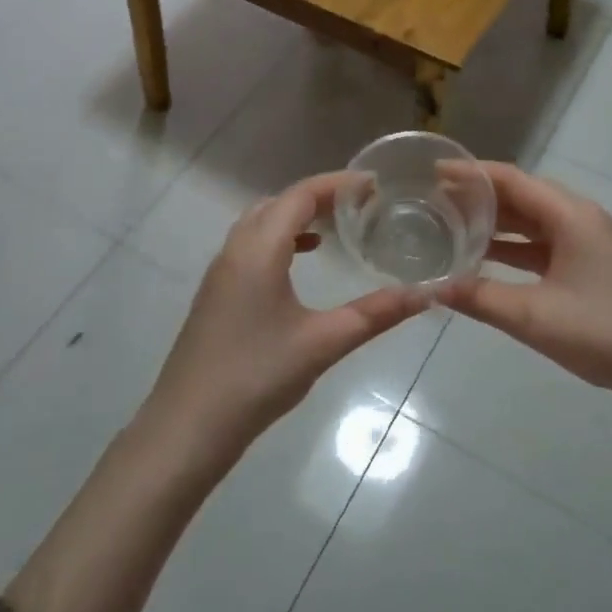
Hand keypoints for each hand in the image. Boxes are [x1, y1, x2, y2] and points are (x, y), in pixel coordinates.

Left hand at [141, 172, 423, 462]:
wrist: (187, 428)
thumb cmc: (256, 377)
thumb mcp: (324, 343)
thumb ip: (375, 314)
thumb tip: (425, 294)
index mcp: (259, 250)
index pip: (300, 195)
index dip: (338, 184)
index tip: (374, 184)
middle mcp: (235, 250)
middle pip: (278, 203)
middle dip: (319, 195)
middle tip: (360, 203)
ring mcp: (220, 272)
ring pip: (260, 223)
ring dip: (296, 216)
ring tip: (335, 226)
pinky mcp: (216, 294)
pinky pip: (250, 245)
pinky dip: (279, 239)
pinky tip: (300, 262)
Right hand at [437, 163, 611, 406]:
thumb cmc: (603, 331)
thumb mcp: (533, 316)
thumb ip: (479, 298)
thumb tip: (428, 287)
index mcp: (570, 215)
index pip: (511, 179)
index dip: (471, 172)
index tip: (433, 171)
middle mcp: (579, 218)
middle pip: (521, 195)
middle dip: (478, 196)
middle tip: (434, 200)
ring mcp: (586, 243)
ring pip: (532, 221)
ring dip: (495, 222)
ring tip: (451, 225)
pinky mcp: (589, 266)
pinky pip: (542, 245)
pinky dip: (512, 247)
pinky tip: (485, 259)